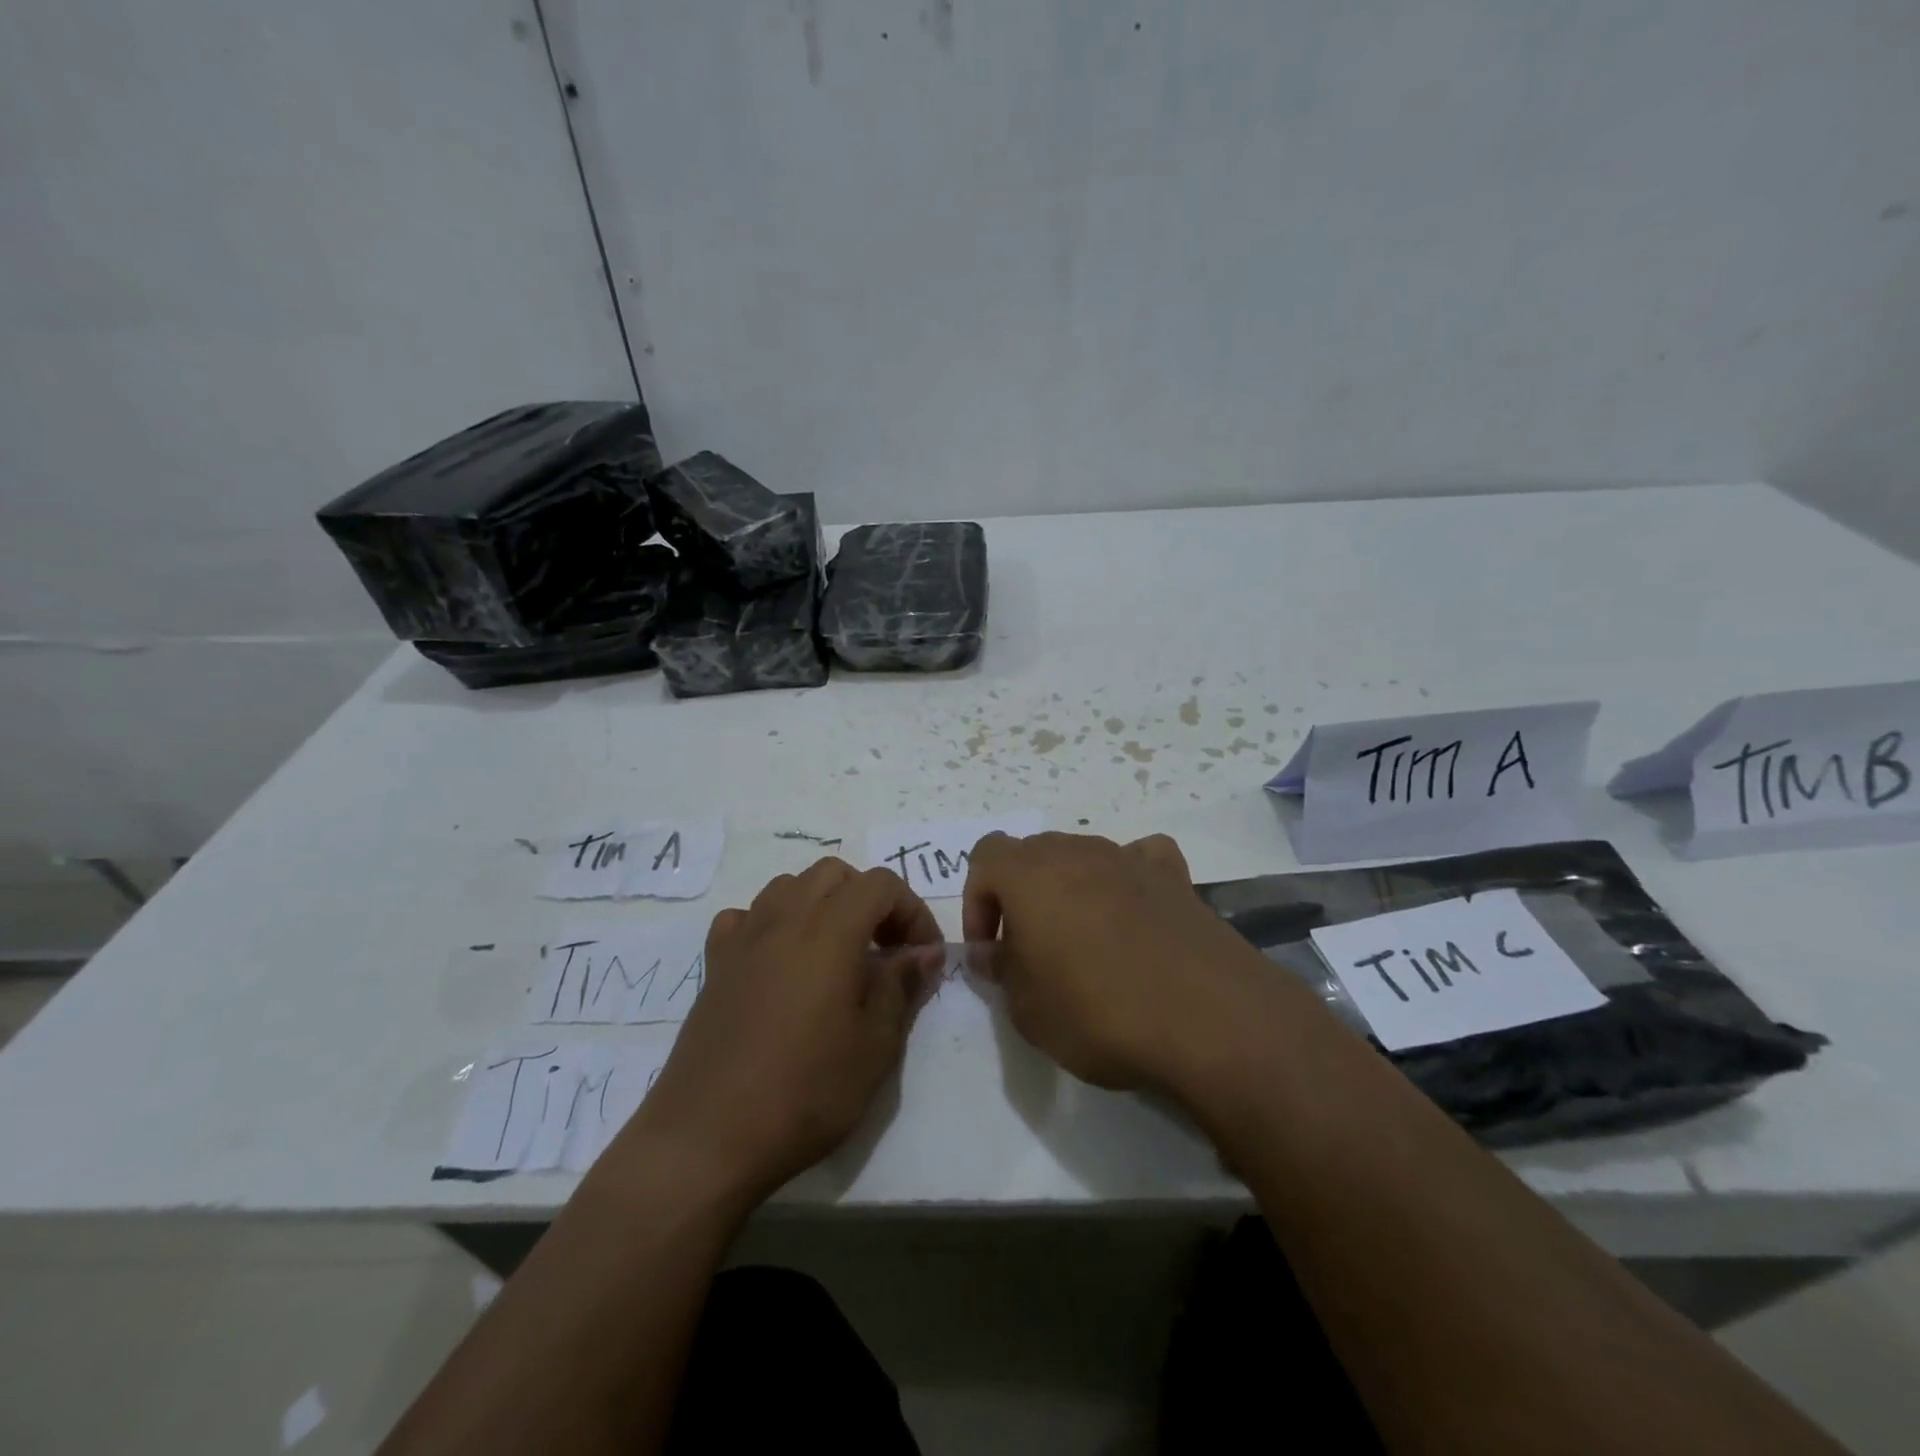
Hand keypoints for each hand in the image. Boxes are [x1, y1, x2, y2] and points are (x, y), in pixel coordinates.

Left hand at [611, 859, 941, 1205]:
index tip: (922, 957)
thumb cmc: (804, 1093)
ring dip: (822, 904)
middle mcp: (784, 919)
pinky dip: (772, 923)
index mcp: (830, 932)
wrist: (707, 1138)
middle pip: (834, 873)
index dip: (912, 910)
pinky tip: (779, 962)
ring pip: (789, 886)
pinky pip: (746, 917)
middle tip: (885, 951)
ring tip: (836, 954)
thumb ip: (902, 986)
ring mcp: (743, 938)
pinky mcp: (714, 964)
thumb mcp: (874, 1046)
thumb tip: (924, 951)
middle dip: (869, 900)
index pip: (881, 884)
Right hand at [963, 832, 1279, 1093]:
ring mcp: (1129, 859)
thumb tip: (990, 952)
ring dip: (1071, 890)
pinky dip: (1128, 879)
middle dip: (1022, 895)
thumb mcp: (1027, 1008)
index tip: (990, 950)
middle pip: (1033, 854)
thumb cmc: (1097, 1010)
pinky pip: (1139, 859)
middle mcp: (1077, 852)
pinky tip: (1135, 915)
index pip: (985, 856)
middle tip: (1031, 951)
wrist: (1206, 1016)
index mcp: (1029, 873)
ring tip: (1085, 945)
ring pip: (1083, 857)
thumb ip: (1001, 971)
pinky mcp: (1174, 877)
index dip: (978, 901)